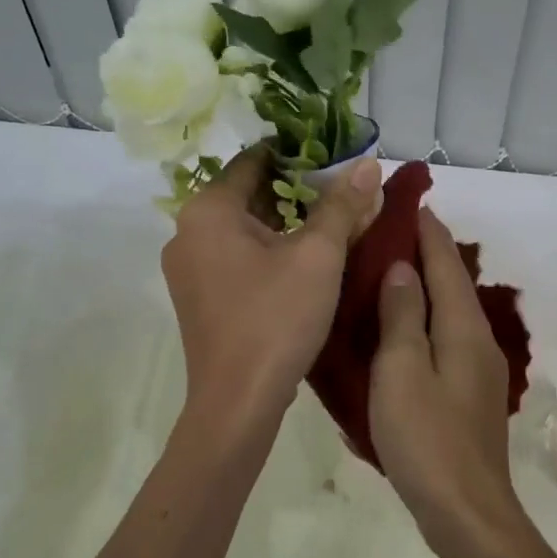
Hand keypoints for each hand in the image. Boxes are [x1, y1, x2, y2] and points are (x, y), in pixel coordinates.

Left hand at [162, 147, 381, 437]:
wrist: (238, 403)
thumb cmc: (276, 318)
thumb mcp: (318, 256)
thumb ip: (343, 205)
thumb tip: (368, 164)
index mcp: (208, 210)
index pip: (254, 160)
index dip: (297, 154)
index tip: (336, 158)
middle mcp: (188, 231)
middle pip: (250, 193)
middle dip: (298, 191)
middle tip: (344, 193)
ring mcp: (189, 267)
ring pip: (245, 228)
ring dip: (287, 223)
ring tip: (333, 225)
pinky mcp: (200, 296)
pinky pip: (237, 256)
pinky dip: (270, 250)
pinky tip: (306, 262)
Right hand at [370, 208, 524, 553]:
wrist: (467, 512)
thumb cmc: (427, 438)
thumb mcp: (402, 371)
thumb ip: (402, 315)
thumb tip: (402, 267)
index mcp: (463, 327)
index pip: (446, 262)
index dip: (427, 230)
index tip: (408, 201)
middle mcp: (478, 339)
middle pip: (452, 282)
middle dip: (426, 252)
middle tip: (389, 229)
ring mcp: (477, 368)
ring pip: (449, 310)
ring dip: (424, 284)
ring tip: (390, 268)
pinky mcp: (468, 392)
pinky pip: (445, 336)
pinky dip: (424, 316)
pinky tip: (402, 323)